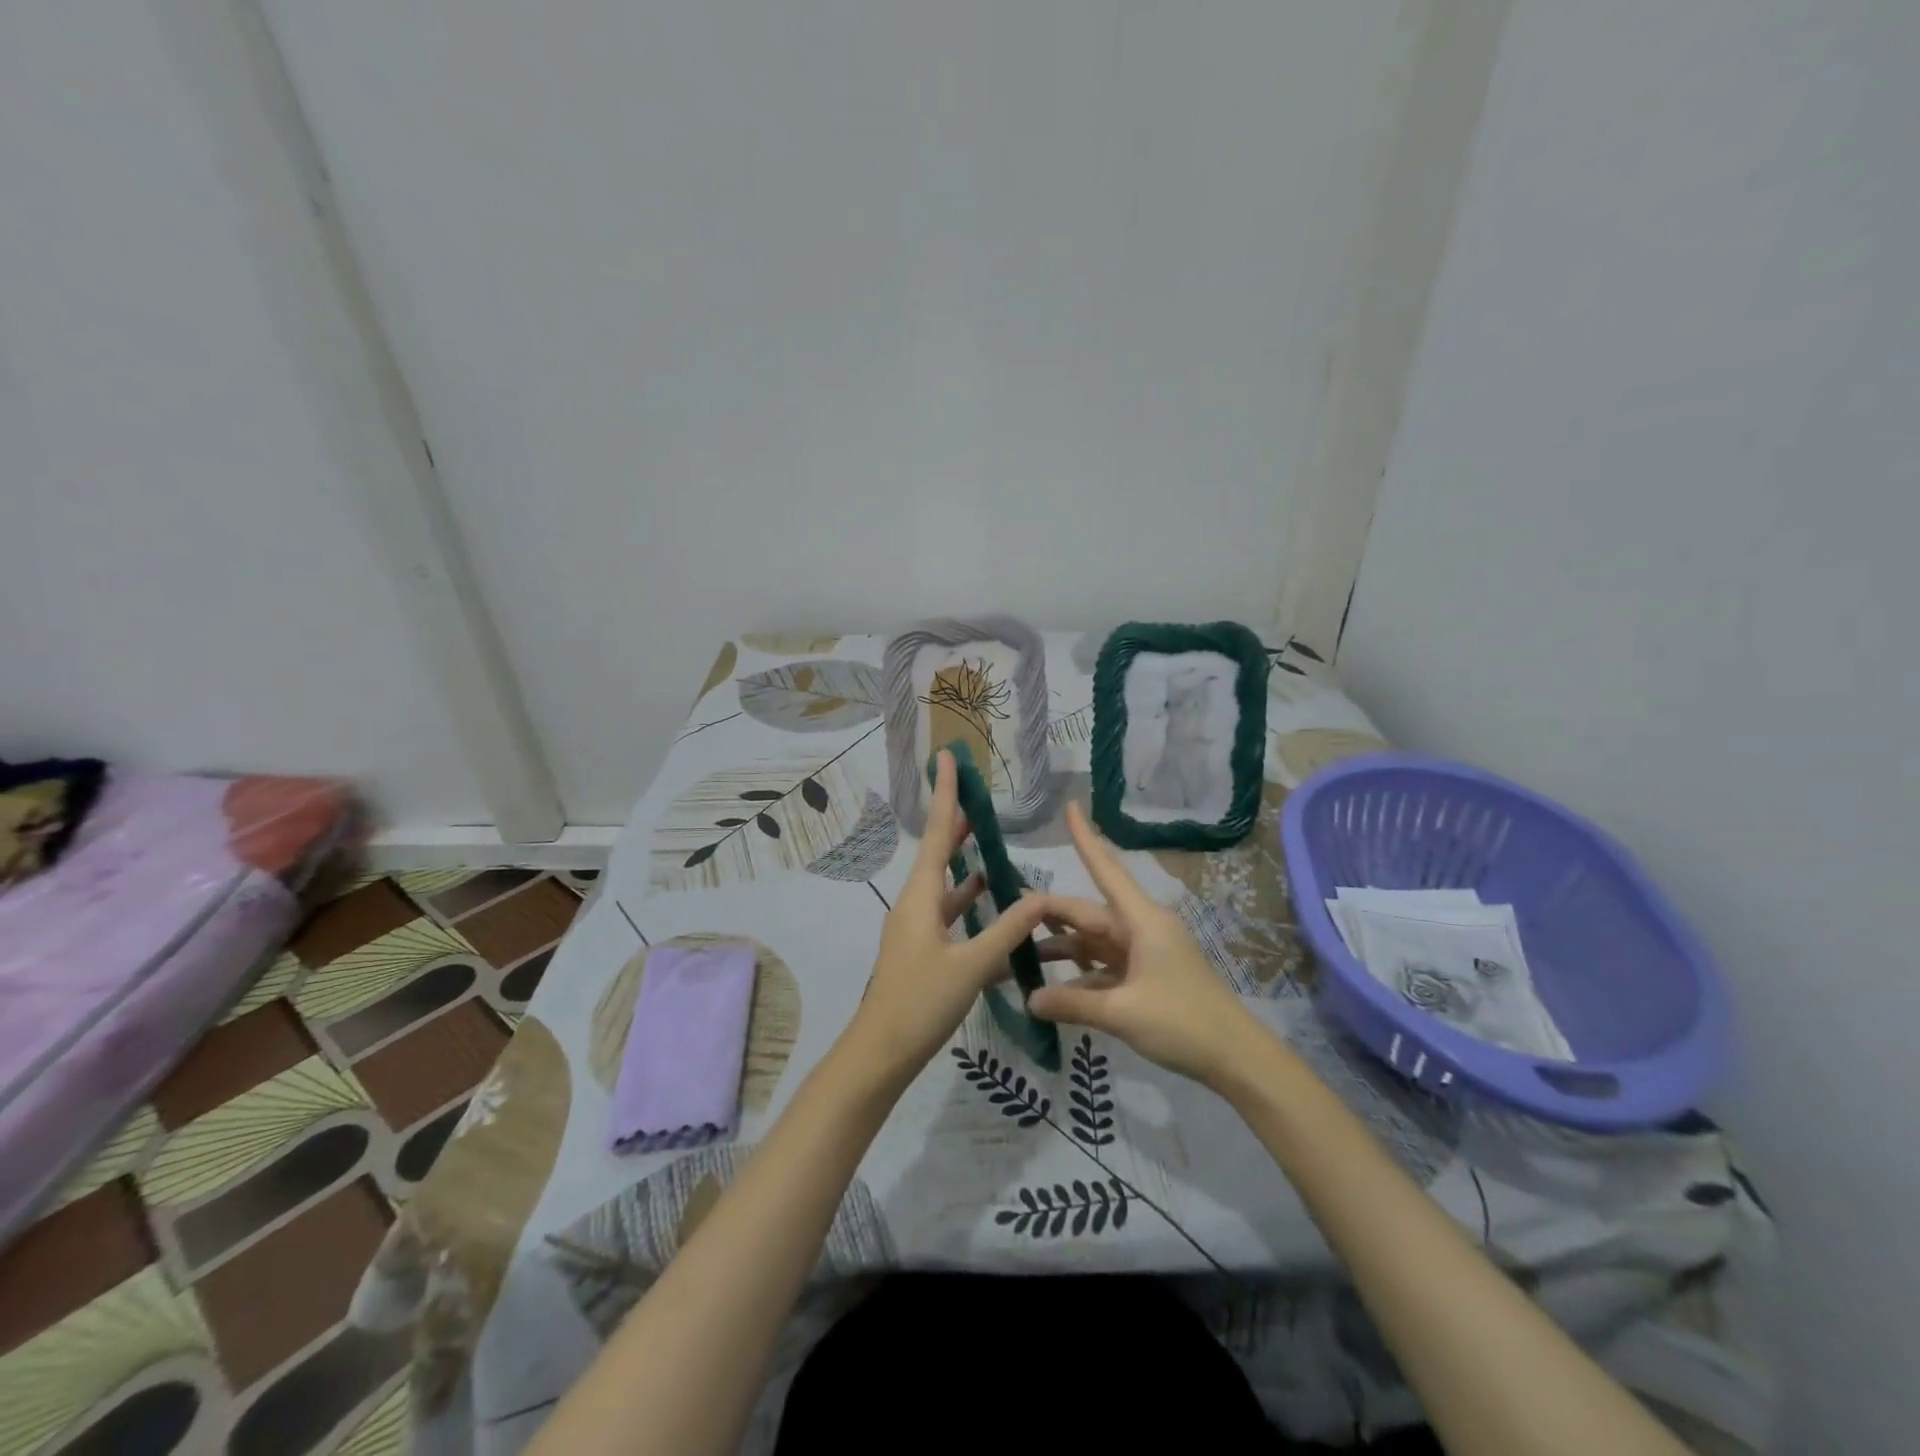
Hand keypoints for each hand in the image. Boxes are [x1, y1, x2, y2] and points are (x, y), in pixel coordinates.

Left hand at [845, 750, 1051, 1081]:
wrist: (881, 1053)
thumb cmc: (920, 1003)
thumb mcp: (970, 966)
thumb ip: (1006, 930)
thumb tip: (1039, 894)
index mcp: (921, 898)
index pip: (939, 834)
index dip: (947, 795)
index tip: (947, 758)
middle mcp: (916, 905)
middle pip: (940, 854)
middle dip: (958, 825)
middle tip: (979, 797)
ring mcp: (918, 930)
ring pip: (947, 887)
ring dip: (967, 866)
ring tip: (991, 845)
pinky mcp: (924, 952)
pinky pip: (951, 917)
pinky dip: (971, 906)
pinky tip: (994, 905)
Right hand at [1028, 801, 1261, 1085]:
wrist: (1236, 1059)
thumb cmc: (1183, 1022)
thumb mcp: (1121, 1012)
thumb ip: (1072, 1004)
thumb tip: (1029, 999)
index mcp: (1141, 921)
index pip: (1106, 870)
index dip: (1086, 838)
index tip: (1071, 806)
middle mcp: (1141, 929)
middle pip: (1088, 913)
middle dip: (1051, 914)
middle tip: (1009, 916)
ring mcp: (1145, 955)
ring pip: (1094, 942)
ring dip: (1063, 949)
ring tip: (1021, 956)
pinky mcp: (1147, 979)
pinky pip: (1105, 967)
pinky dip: (1081, 977)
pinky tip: (1054, 992)